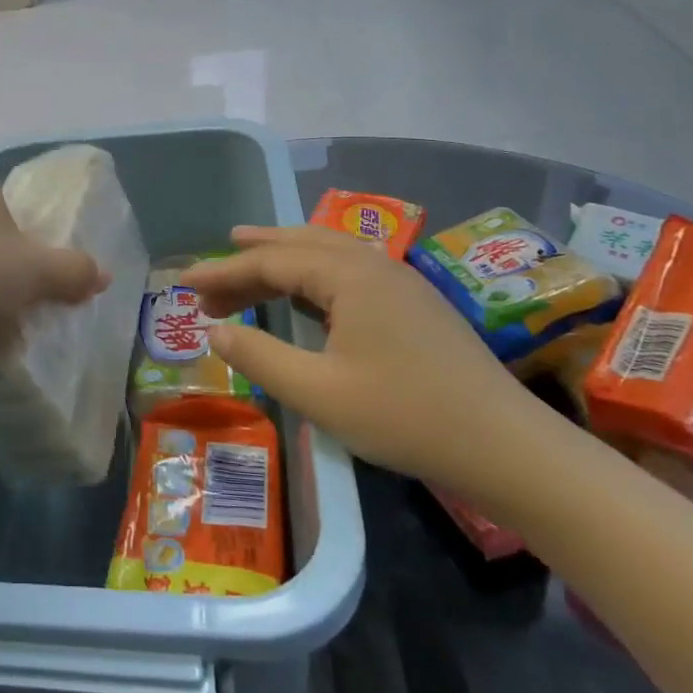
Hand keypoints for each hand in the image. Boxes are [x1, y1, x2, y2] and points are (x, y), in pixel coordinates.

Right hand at [182, 225, 554, 496]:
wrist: (507, 448)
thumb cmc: (405, 416)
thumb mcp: (318, 393)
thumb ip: (259, 356)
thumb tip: (214, 329)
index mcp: (348, 275)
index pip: (271, 261)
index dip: (223, 272)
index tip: (184, 283)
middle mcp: (373, 264)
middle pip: (297, 245)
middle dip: (249, 258)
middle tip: (209, 277)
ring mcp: (399, 280)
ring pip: (326, 251)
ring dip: (282, 256)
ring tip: (247, 257)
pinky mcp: (414, 302)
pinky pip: (348, 268)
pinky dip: (312, 271)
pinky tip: (305, 291)